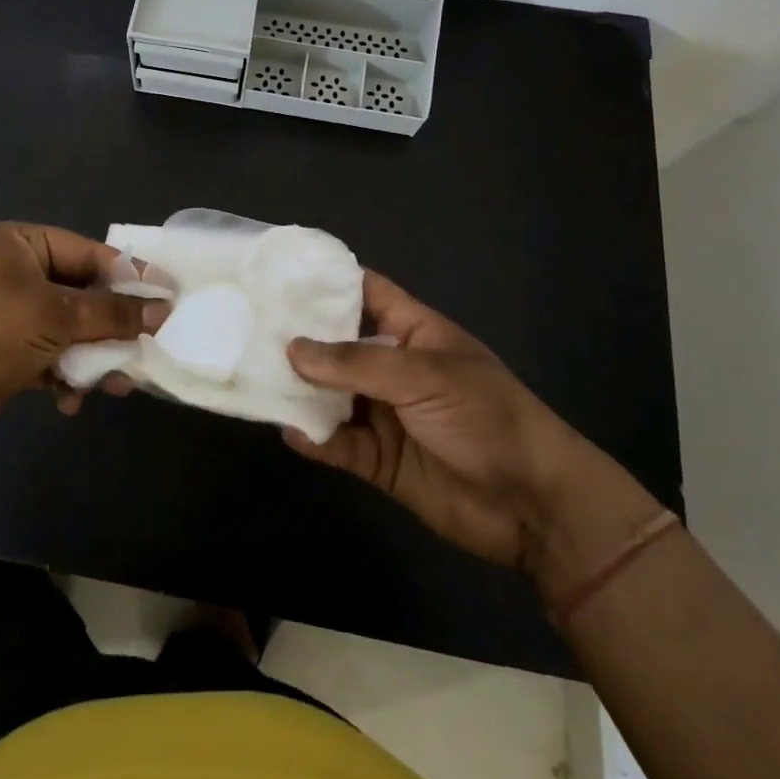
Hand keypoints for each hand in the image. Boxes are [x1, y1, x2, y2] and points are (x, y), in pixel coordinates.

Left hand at [0, 222, 164, 450]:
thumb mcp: (57, 317)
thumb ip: (113, 312)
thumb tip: (163, 310)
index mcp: (21, 244)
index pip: (89, 253)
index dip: (129, 276)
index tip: (167, 298)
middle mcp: (15, 271)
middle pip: (82, 293)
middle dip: (110, 325)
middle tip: (146, 345)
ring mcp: (9, 312)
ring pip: (69, 328)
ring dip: (92, 355)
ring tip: (116, 383)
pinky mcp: (5, 350)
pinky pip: (50, 354)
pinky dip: (65, 375)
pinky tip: (71, 400)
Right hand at [285, 271, 580, 572]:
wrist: (534, 506)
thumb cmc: (485, 417)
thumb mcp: (424, 375)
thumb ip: (355, 363)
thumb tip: (292, 349)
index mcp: (412, 332)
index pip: (364, 292)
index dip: (326, 281)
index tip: (277, 272)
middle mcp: (392, 367)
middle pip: (336, 345)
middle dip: (298, 337)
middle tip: (245, 326)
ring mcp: (384, 413)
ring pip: (330, 395)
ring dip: (299, 390)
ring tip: (255, 378)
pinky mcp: (379, 459)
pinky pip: (337, 443)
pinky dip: (314, 439)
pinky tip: (291, 432)